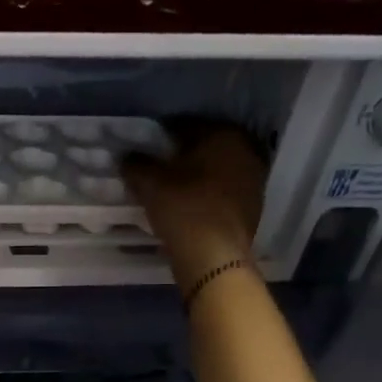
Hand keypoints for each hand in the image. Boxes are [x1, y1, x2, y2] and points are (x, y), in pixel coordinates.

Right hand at [121, 121, 266, 289]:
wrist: (214, 256)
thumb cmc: (183, 208)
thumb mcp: (149, 183)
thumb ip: (136, 165)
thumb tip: (127, 157)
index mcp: (223, 135)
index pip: (186, 125)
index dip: (163, 135)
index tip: (147, 147)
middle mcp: (246, 150)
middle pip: (206, 146)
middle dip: (184, 153)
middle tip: (160, 166)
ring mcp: (254, 179)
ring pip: (218, 169)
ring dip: (198, 174)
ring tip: (174, 187)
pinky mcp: (253, 206)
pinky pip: (224, 191)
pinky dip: (208, 193)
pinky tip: (191, 205)